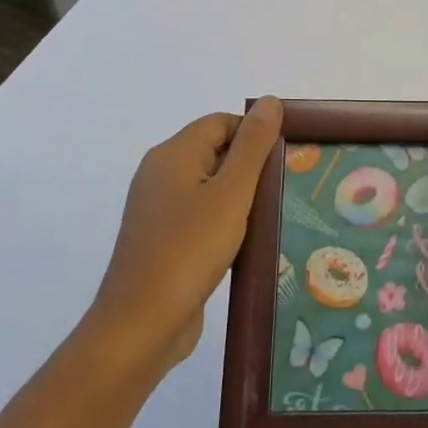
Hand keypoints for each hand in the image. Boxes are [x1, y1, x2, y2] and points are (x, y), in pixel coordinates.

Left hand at [86, 96, 281, 375]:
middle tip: (285, 186)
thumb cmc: (189, 250)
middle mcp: (160, 174)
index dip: (254, 134)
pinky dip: (224, 223)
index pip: (221, 123)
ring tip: (273, 215)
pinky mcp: (161, 241)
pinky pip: (200, 217)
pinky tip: (247, 243)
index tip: (286, 158)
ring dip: (240, 198)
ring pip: (209, 187)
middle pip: (215, 152)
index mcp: (172, 154)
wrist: (140, 326)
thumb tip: (270, 101)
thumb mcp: (231, 193)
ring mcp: (158, 210)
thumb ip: (253, 145)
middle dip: (251, 166)